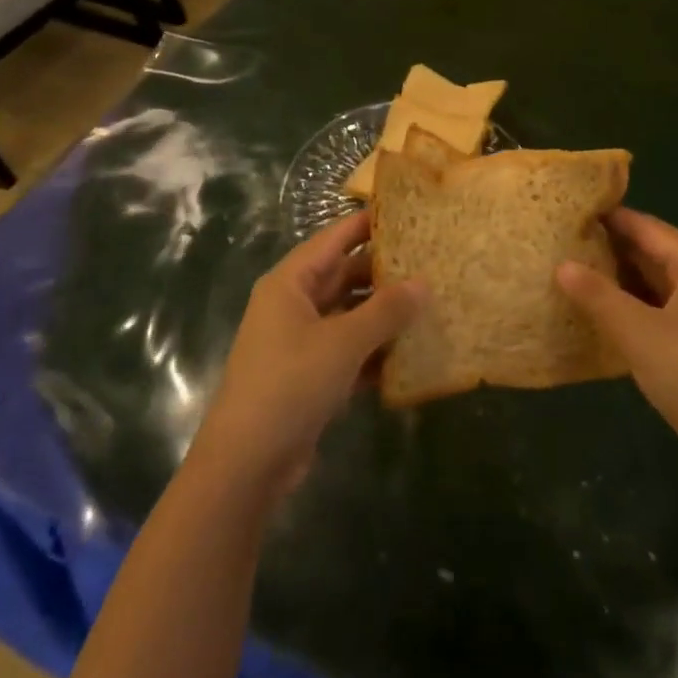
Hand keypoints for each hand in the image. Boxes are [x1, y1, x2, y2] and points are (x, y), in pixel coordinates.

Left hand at [190, 213, 424, 502]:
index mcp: (290, 283)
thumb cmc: (290, 385)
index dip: (367, 224)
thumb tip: (424, 282)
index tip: (407, 214)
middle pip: (344, 276)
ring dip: (384, 314)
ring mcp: (301, 342)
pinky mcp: (310, 376)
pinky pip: (349, 351)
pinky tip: (412, 355)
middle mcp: (293, 305)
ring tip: (431, 304)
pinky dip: (375, 351)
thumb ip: (386, 311)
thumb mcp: (343, 342)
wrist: (246, 464)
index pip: (334, 238)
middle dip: (384, 272)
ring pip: (350, 315)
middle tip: (430, 263)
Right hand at [555, 208, 677, 499]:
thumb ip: (598, 296)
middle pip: (653, 255)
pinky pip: (662, 319)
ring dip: (619, 285)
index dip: (609, 217)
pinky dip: (633, 315)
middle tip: (559, 244)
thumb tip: (561, 264)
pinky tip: (601, 323)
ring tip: (570, 278)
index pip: (647, 227)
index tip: (567, 212)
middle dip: (609, 250)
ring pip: (656, 289)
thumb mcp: (640, 333)